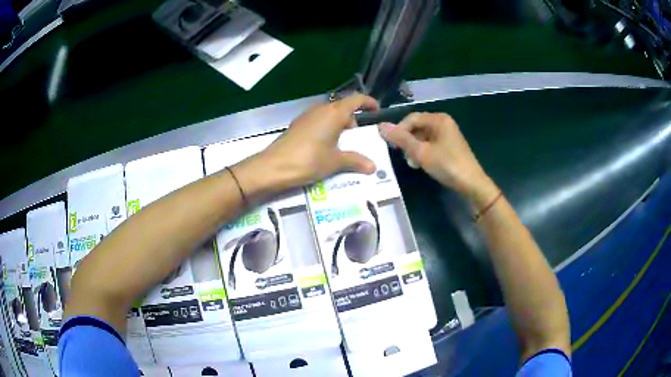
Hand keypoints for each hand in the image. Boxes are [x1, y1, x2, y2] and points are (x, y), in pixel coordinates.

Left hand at [234, 94, 378, 198]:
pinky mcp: (298, 126)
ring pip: (329, 116)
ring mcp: (307, 117)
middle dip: (353, 120)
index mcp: (334, 113)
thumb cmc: (308, 160)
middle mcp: (321, 110)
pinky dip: (327, 130)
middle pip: (342, 108)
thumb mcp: (335, 162)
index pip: (356, 100)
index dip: (368, 102)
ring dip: (339, 126)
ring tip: (343, 146)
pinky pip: (318, 122)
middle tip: (359, 138)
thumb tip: (372, 166)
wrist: (273, 167)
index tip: (377, 110)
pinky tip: (325, 148)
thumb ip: (355, 161)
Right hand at [379, 112, 497, 207]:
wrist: (471, 183)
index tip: (391, 146)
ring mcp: (447, 134)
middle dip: (407, 140)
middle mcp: (443, 122)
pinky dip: (423, 151)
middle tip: (403, 156)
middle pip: (417, 126)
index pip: (411, 118)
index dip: (399, 130)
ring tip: (413, 162)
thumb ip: (401, 139)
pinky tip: (422, 163)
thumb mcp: (421, 152)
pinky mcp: (449, 145)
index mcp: (438, 119)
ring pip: (422, 136)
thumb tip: (380, 126)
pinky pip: (430, 143)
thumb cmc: (447, 165)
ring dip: (414, 148)